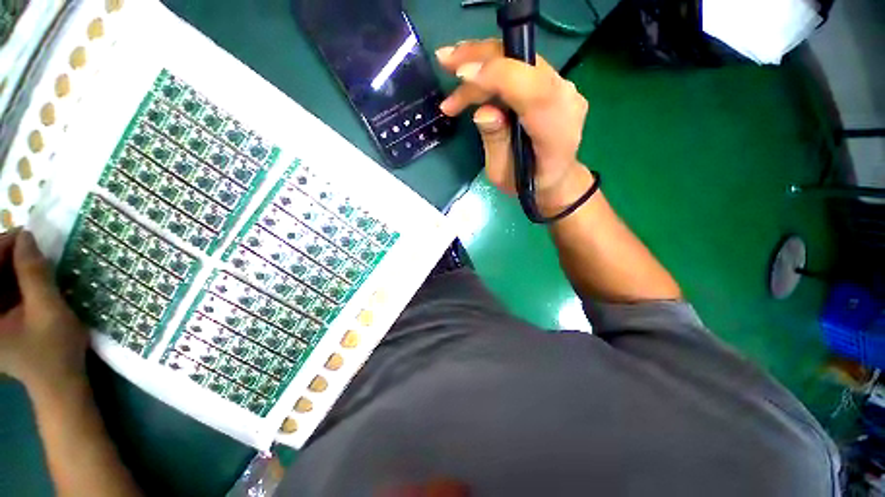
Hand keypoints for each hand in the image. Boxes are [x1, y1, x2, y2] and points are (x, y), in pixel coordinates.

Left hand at [0, 230, 88, 394]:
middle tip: (30, 245)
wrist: (59, 383)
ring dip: (10, 267)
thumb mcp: (48, 310)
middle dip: (6, 256)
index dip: (2, 249)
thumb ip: (34, 274)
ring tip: (32, 258)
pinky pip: (0, 292)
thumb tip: (27, 237)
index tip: (25, 235)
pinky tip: (28, 277)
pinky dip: (12, 280)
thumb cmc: (54, 351)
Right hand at [436, 39, 593, 213]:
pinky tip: (472, 73)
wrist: (556, 177)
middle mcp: (566, 100)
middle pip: (525, 65)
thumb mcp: (503, 173)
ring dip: (483, 59)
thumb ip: (495, 142)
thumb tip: (483, 110)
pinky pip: (521, 65)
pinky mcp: (553, 82)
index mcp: (556, 131)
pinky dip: (493, 66)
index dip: (498, 77)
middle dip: (481, 59)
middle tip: (444, 60)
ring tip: (451, 67)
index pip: (534, 92)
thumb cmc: (527, 183)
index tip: (461, 75)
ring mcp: (563, 87)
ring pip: (521, 59)